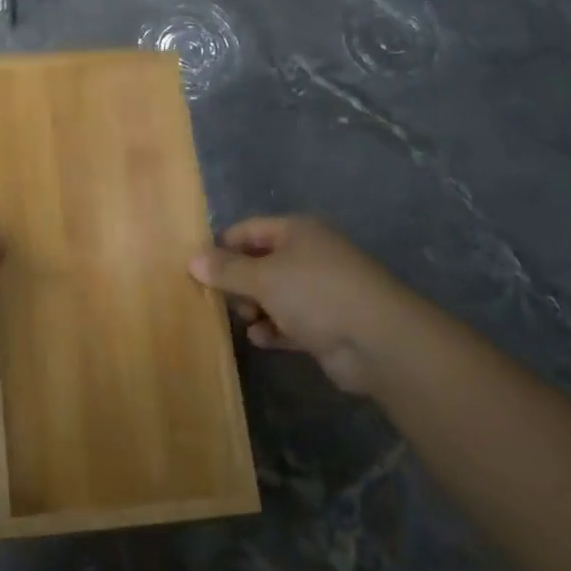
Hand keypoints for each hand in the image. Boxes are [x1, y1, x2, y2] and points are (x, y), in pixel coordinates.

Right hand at [190, 216, 426, 394]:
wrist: (378, 341)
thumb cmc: (316, 293)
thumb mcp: (263, 278)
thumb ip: (226, 270)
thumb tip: (192, 259)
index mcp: (297, 232)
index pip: (248, 230)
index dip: (222, 245)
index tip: (197, 267)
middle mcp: (309, 256)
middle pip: (260, 263)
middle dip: (238, 282)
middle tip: (219, 299)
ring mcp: (320, 291)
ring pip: (274, 295)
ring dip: (255, 308)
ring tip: (245, 320)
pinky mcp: (326, 324)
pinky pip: (290, 322)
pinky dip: (274, 329)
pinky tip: (261, 339)